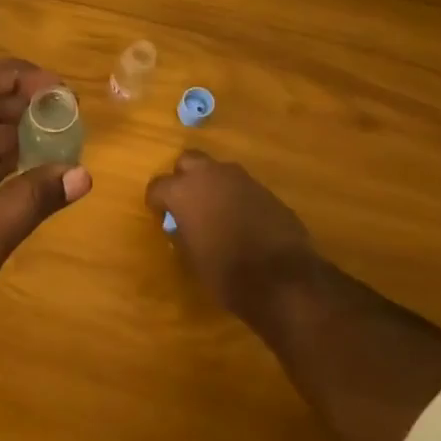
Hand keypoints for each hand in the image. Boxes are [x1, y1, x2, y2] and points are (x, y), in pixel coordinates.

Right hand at [146, 151, 322, 320]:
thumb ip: (183, 232)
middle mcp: (210, 176)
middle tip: (186, 202)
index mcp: (183, 191)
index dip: (157, 202)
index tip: (161, 216)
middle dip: (184, 178)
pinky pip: (242, 187)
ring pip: (218, 171)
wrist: (283, 278)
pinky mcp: (266, 190)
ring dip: (212, 185)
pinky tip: (241, 220)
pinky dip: (236, 197)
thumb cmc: (226, 272)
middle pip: (188, 161)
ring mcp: (241, 179)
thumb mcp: (192, 256)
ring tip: (215, 212)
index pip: (157, 186)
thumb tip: (181, 225)